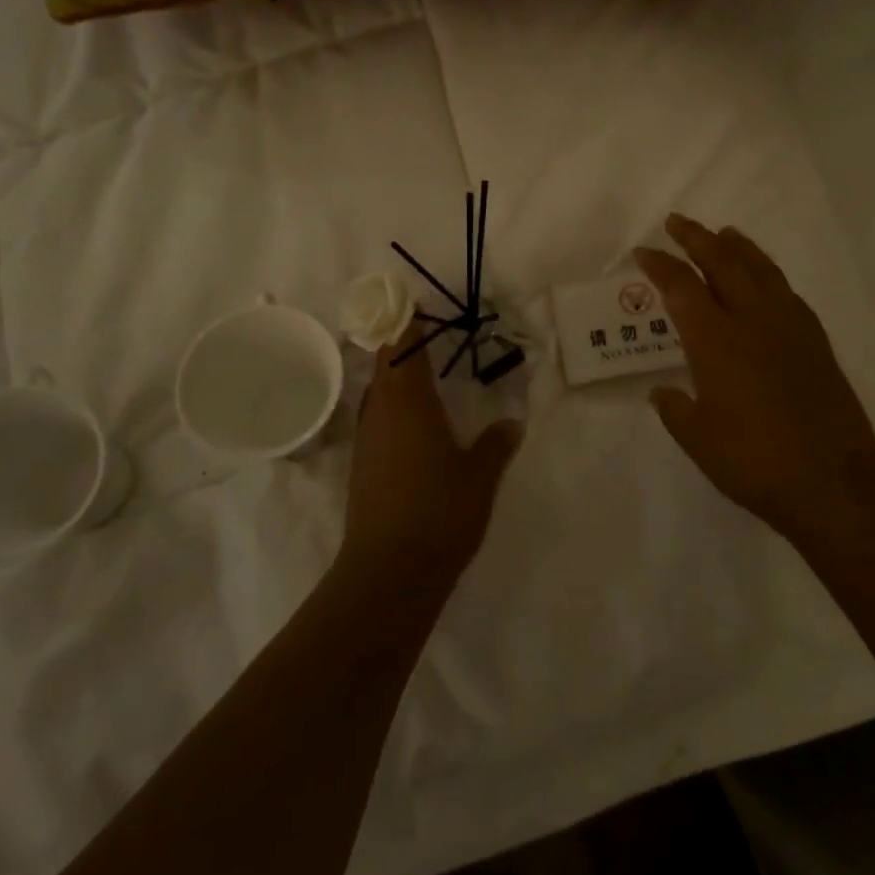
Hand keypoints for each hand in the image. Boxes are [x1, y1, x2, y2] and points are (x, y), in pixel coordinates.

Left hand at [344, 323, 524, 583]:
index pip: (403, 345)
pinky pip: (377, 419)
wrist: (389, 571)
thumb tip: (512, 423)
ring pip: (379, 393)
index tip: (419, 304)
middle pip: (385, 364)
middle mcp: (381, 411)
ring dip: (397, 378)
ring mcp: (367, 439)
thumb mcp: (481, 475)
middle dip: (404, 345)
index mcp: (409, 401)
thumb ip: (497, 444)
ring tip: (427, 376)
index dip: (408, 321)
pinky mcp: (362, 466)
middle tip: (432, 336)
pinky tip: (415, 426)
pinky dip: (394, 408)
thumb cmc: (440, 511)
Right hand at [636, 215, 874, 546]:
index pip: (680, 288)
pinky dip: (769, 275)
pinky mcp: (815, 341)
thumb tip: (662, 392)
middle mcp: (751, 321)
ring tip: (725, 233)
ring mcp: (789, 327)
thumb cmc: (754, 461)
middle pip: (722, 264)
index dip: (659, 265)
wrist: (833, 480)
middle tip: (677, 222)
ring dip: (738, 248)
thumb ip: (675, 409)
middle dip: (696, 239)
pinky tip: (766, 280)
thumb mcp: (698, 440)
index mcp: (715, 341)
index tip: (642, 252)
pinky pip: (787, 292)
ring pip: (760, 270)